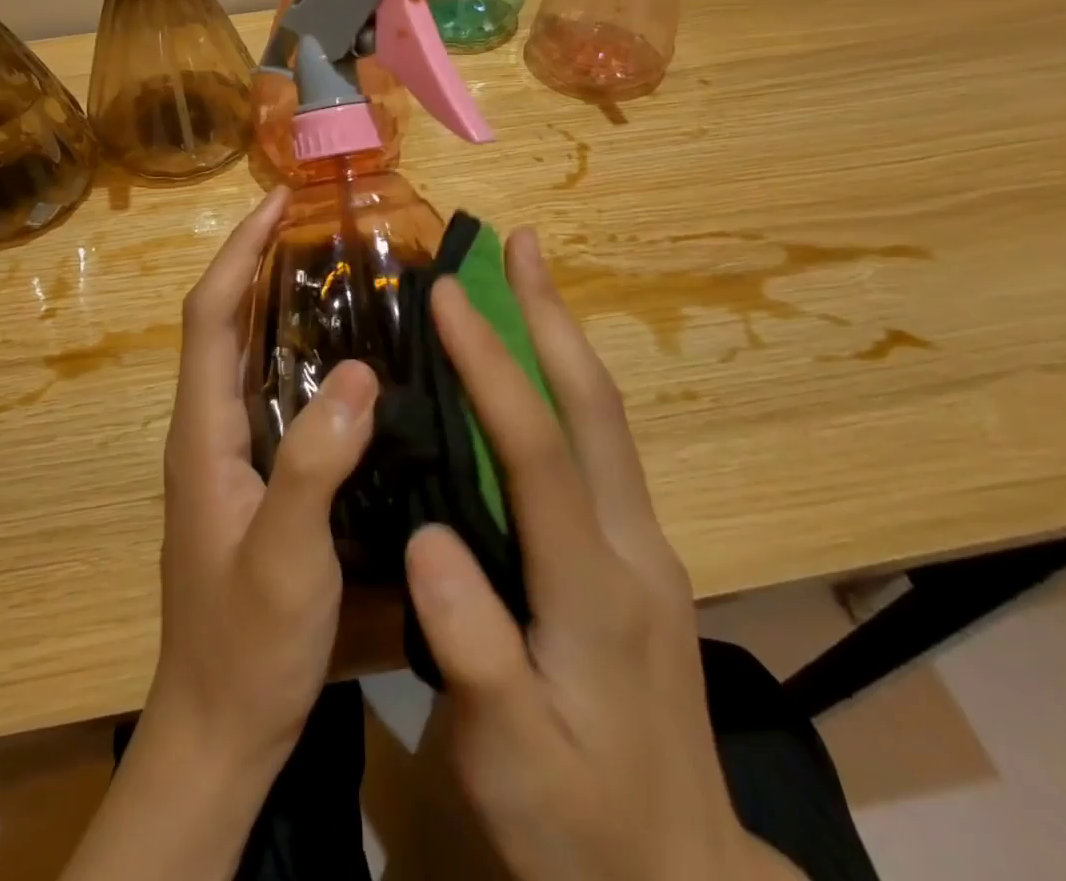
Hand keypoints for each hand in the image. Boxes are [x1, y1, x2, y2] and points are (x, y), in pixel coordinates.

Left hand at [148, 184, 380, 779]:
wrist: (221, 728)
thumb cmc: (245, 643)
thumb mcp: (284, 554)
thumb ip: (315, 462)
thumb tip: (358, 370)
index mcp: (202, 431)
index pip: (208, 316)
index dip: (237, 252)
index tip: (278, 202)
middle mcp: (208, 429)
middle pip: (223, 324)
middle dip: (258, 263)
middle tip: (316, 227)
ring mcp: (229, 455)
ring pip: (249, 357)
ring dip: (279, 305)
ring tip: (339, 272)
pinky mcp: (254, 479)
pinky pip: (274, 395)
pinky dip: (301, 357)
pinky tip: (349, 360)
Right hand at [405, 228, 802, 880]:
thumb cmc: (582, 828)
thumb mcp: (511, 761)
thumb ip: (471, 649)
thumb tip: (423, 535)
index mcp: (594, 587)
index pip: (537, 450)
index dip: (489, 366)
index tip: (445, 297)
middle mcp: (630, 544)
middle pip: (594, 406)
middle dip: (552, 314)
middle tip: (520, 243)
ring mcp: (641, 546)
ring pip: (603, 419)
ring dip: (562, 339)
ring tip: (525, 280)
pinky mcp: (635, 557)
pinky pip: (598, 447)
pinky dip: (564, 386)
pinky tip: (535, 373)